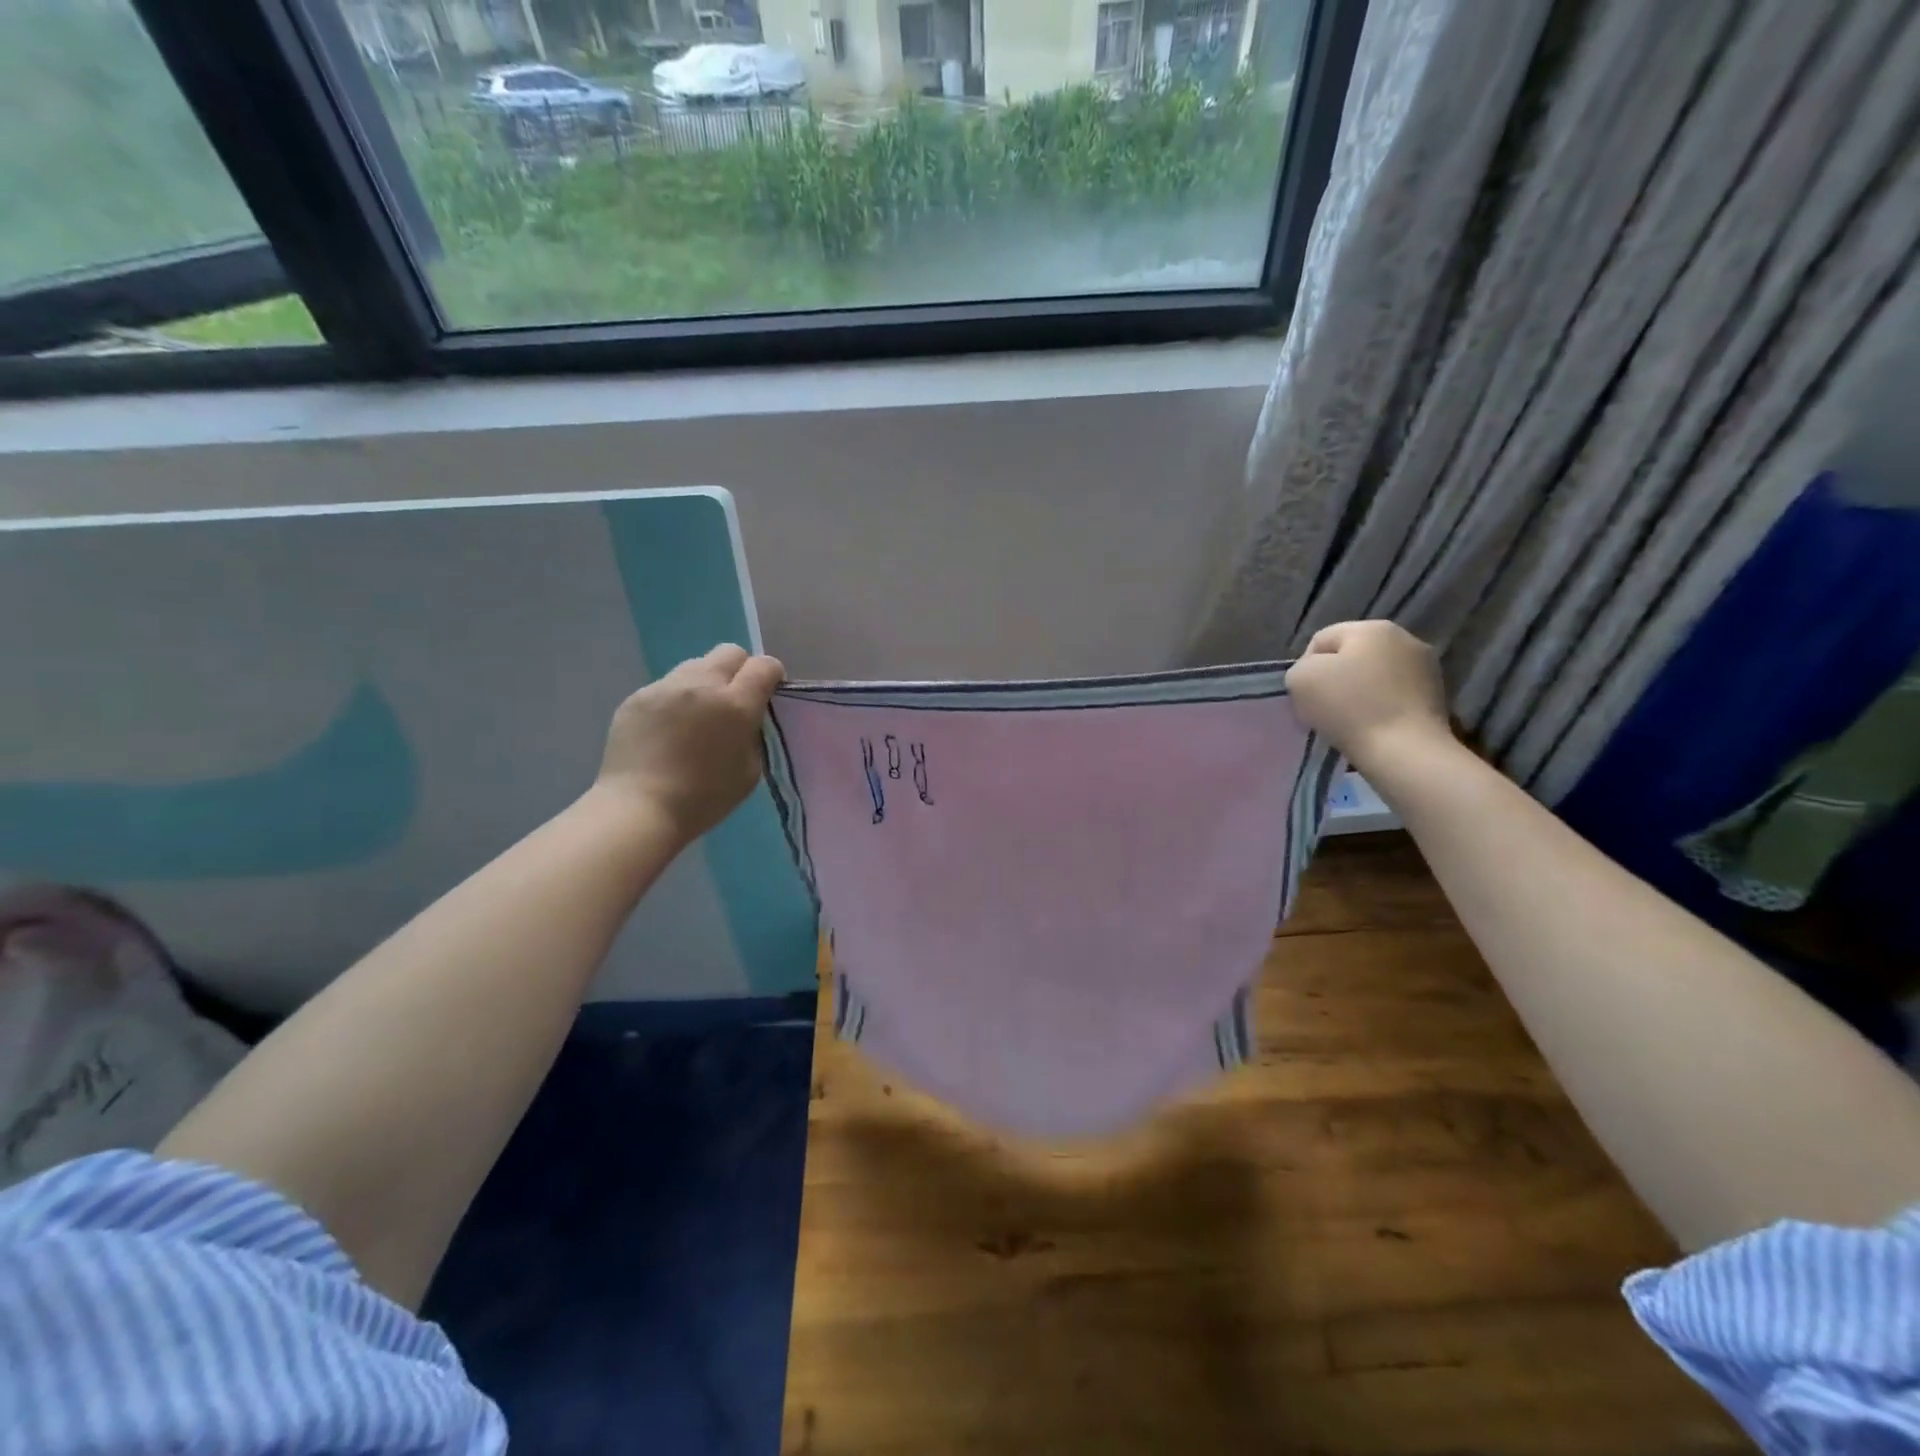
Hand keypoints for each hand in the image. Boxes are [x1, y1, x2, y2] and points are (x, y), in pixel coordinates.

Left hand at [595, 644, 784, 843]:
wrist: (639, 808)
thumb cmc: (704, 798)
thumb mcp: (750, 770)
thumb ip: (753, 734)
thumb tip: (746, 718)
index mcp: (736, 704)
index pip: (764, 666)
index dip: (771, 676)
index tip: (767, 694)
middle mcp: (702, 684)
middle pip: (730, 652)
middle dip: (739, 669)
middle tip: (733, 699)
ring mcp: (665, 687)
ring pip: (695, 665)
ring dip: (705, 683)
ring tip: (696, 715)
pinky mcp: (637, 696)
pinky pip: (666, 686)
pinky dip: (675, 700)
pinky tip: (668, 729)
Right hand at [1285, 620, 1450, 771]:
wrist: (1405, 751)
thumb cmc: (1349, 708)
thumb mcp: (1301, 680)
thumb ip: (1299, 668)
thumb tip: (1314, 676)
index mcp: (1371, 628)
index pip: (1321, 640)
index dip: (1305, 667)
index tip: (1304, 696)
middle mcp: (1404, 638)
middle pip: (1351, 656)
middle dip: (1334, 679)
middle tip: (1323, 709)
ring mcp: (1426, 667)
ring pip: (1374, 676)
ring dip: (1358, 693)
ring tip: (1349, 721)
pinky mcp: (1438, 696)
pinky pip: (1394, 696)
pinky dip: (1380, 708)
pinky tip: (1372, 727)